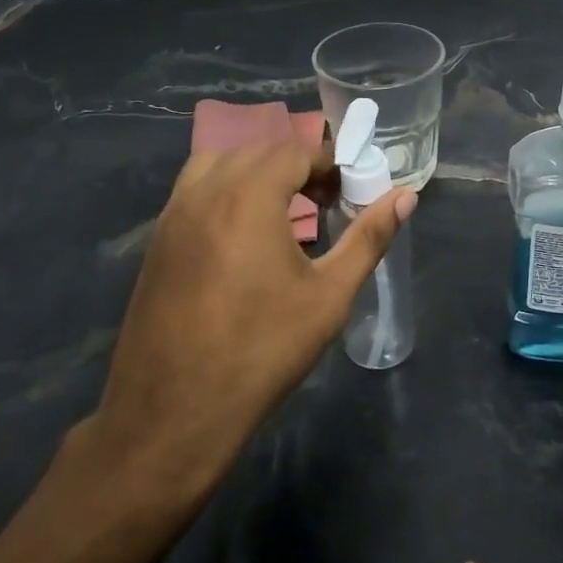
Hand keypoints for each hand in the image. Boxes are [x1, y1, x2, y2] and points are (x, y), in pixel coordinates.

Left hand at [80, 141, 414, 513]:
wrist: (174, 412)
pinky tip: (245, 235)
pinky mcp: (157, 241)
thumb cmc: (262, 351)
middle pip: (257, 151)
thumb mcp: (329, 295)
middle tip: (327, 201)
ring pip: (219, 163)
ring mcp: (172, 215)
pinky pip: (195, 191)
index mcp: (248, 196)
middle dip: (297, 165)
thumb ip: (368, 238)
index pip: (294, 151)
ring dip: (257, 173)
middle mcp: (204, 192)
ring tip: (285, 211)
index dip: (329, 163)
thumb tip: (406, 197)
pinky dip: (226, 191)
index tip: (350, 190)